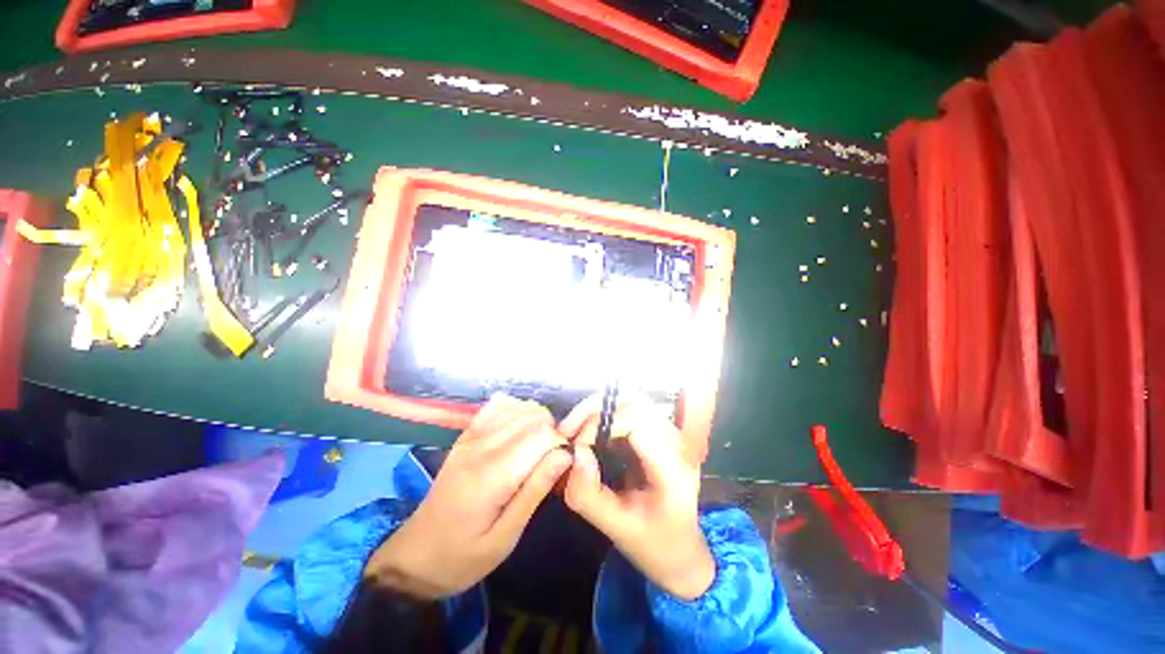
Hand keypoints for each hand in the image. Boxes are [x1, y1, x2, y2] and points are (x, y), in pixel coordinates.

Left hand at [365, 394, 571, 598]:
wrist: (415, 555)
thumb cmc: (463, 556)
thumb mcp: (505, 537)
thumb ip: (535, 491)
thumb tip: (566, 455)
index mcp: (491, 474)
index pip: (542, 435)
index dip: (560, 447)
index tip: (561, 470)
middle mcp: (481, 445)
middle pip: (534, 416)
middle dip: (552, 434)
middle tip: (549, 463)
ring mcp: (471, 435)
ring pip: (520, 407)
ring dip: (538, 423)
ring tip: (536, 450)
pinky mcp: (467, 434)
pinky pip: (500, 405)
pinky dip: (517, 411)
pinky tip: (519, 433)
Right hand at [559, 394, 714, 599]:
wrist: (682, 550)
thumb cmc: (655, 544)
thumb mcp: (619, 530)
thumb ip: (591, 496)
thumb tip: (573, 454)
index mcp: (674, 465)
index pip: (637, 420)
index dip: (601, 425)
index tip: (575, 447)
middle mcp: (675, 440)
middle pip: (633, 400)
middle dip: (594, 409)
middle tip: (566, 430)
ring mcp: (667, 432)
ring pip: (629, 398)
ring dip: (596, 408)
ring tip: (572, 429)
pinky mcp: (655, 431)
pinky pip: (626, 409)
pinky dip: (601, 414)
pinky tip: (585, 432)